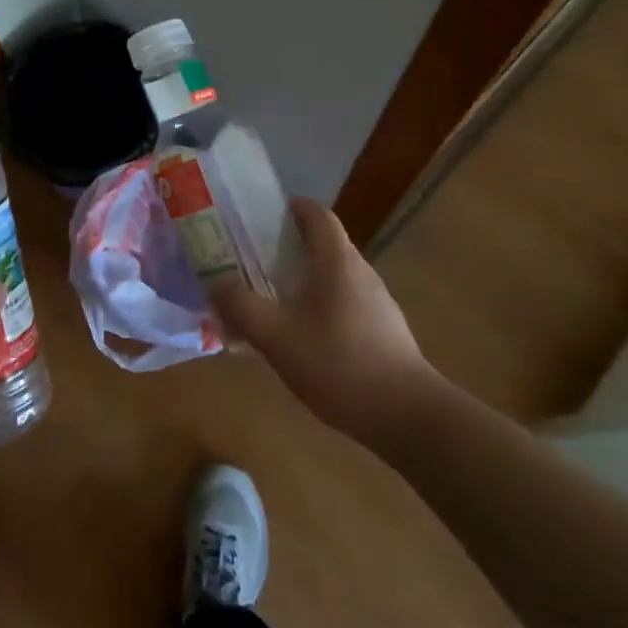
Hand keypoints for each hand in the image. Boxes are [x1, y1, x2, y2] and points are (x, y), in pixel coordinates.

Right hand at [213, 198, 432, 447]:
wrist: (409, 419)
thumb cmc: (340, 364)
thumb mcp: (277, 336)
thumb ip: (241, 306)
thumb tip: (217, 285)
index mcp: (337, 261)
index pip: (316, 214)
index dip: (289, 208)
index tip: (259, 219)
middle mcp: (360, 273)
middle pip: (322, 244)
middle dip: (286, 248)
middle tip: (251, 263)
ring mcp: (377, 304)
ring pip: (332, 277)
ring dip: (301, 281)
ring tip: (269, 303)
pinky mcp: (383, 332)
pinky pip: (343, 304)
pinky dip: (317, 308)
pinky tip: (300, 341)